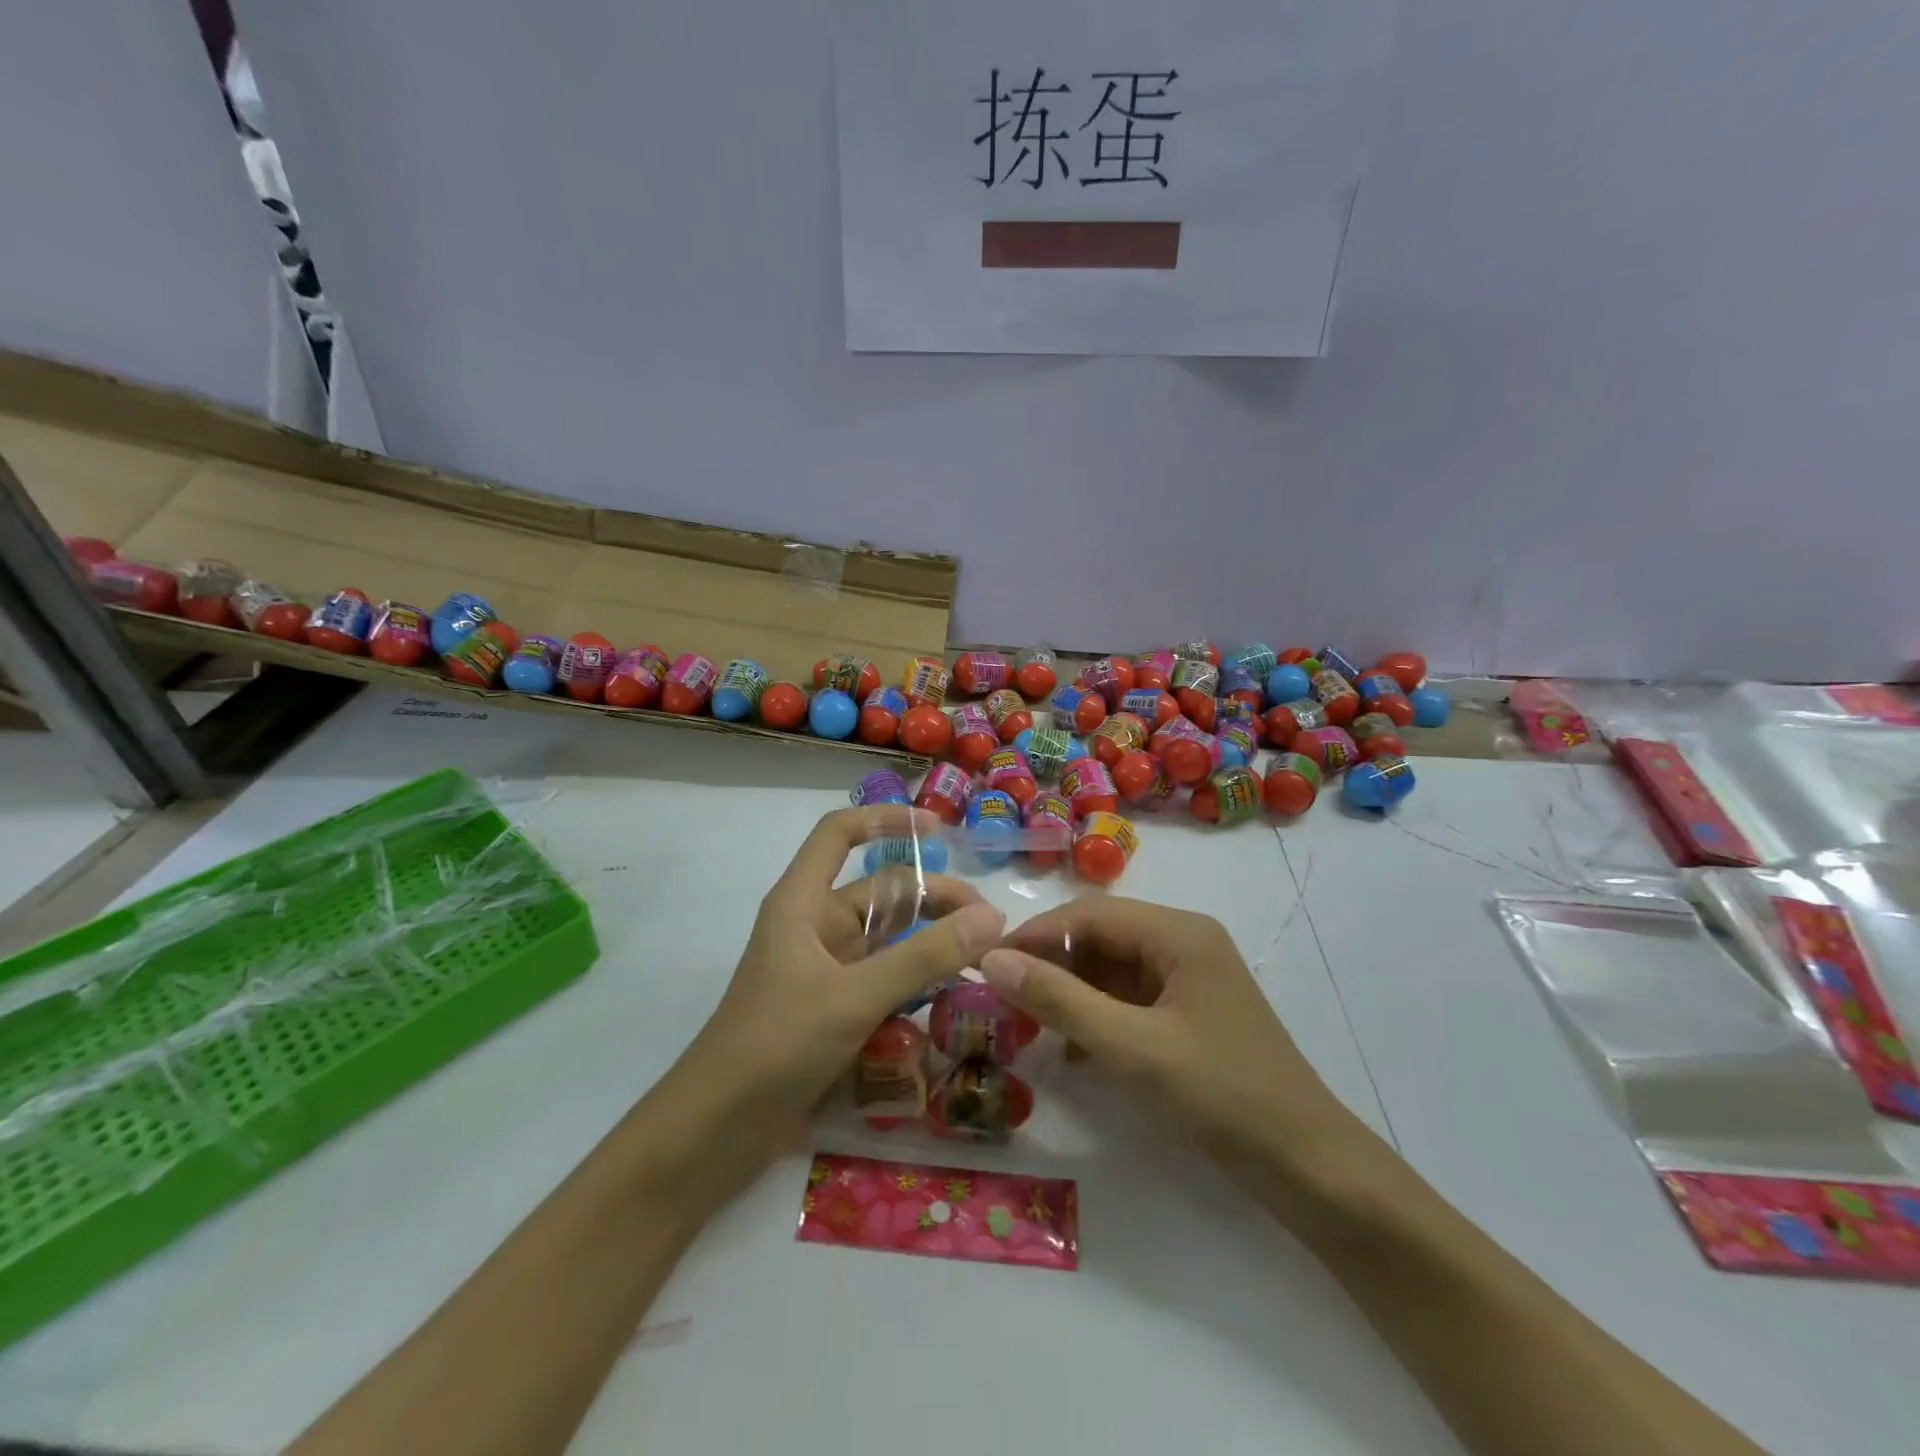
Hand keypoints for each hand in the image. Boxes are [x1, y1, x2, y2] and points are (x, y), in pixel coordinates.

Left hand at [661, 805, 1004, 1154]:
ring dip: (930, 941)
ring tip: (983, 955)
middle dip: (933, 898)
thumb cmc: (776, 1044)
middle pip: (880, 891)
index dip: (884, 820)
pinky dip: (916, 980)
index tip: (938, 830)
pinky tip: (952, 994)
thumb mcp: (855, 996)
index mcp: (803, 902)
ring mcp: (824, 969)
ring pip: (887, 938)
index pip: (839, 834)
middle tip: (990, 924)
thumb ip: (924, 957)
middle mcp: (815, 926)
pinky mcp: (832, 1008)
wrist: (717, 1131)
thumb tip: (992, 918)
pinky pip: (883, 978)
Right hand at [980, 898, 1350, 1177]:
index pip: (1090, 915)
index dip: (1035, 934)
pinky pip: (1128, 1001)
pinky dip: (1095, 1018)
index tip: (986, 962)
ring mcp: (1188, 980)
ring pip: (1110, 971)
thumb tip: (991, 959)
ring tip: (1028, 1025)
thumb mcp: (1130, 1047)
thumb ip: (1059, 1000)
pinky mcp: (1188, 1015)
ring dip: (1070, 994)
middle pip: (1100, 938)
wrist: (1308, 1167)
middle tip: (1002, 1000)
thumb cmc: (1220, 1095)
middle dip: (1051, 966)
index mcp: (1178, 933)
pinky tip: (1071, 1051)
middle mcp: (1183, 943)